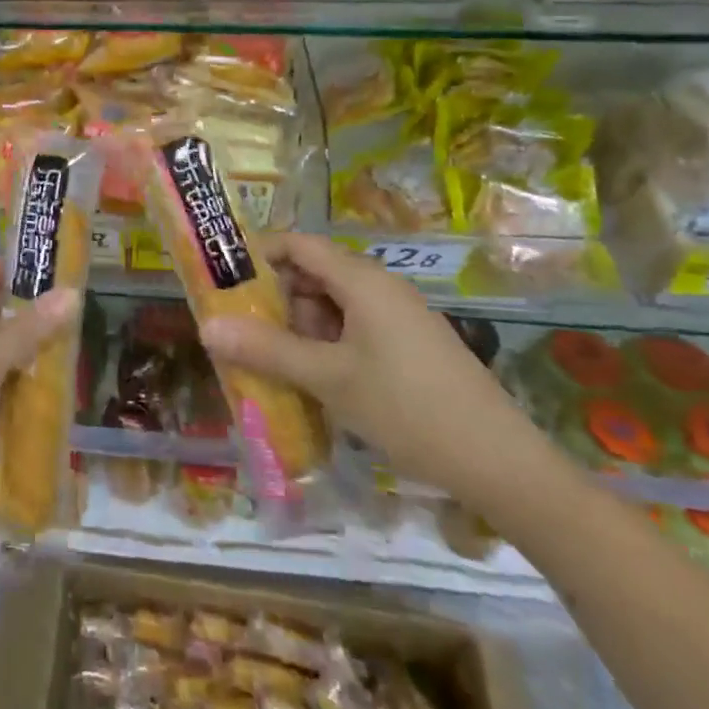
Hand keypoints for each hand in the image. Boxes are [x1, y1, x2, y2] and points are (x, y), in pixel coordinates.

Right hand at [200, 233, 551, 506]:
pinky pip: (355, 328)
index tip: (223, 280)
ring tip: (274, 363)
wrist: (502, 464)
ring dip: (300, 327)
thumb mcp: (328, 379)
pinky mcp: (410, 344)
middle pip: (313, 274)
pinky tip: (317, 380)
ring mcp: (399, 316)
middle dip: (275, 299)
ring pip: (333, 305)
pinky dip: (327, 345)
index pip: (298, 244)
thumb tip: (206, 327)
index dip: (258, 254)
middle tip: (243, 332)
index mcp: (361, 280)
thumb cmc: (407, 409)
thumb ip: (266, 349)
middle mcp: (380, 287)